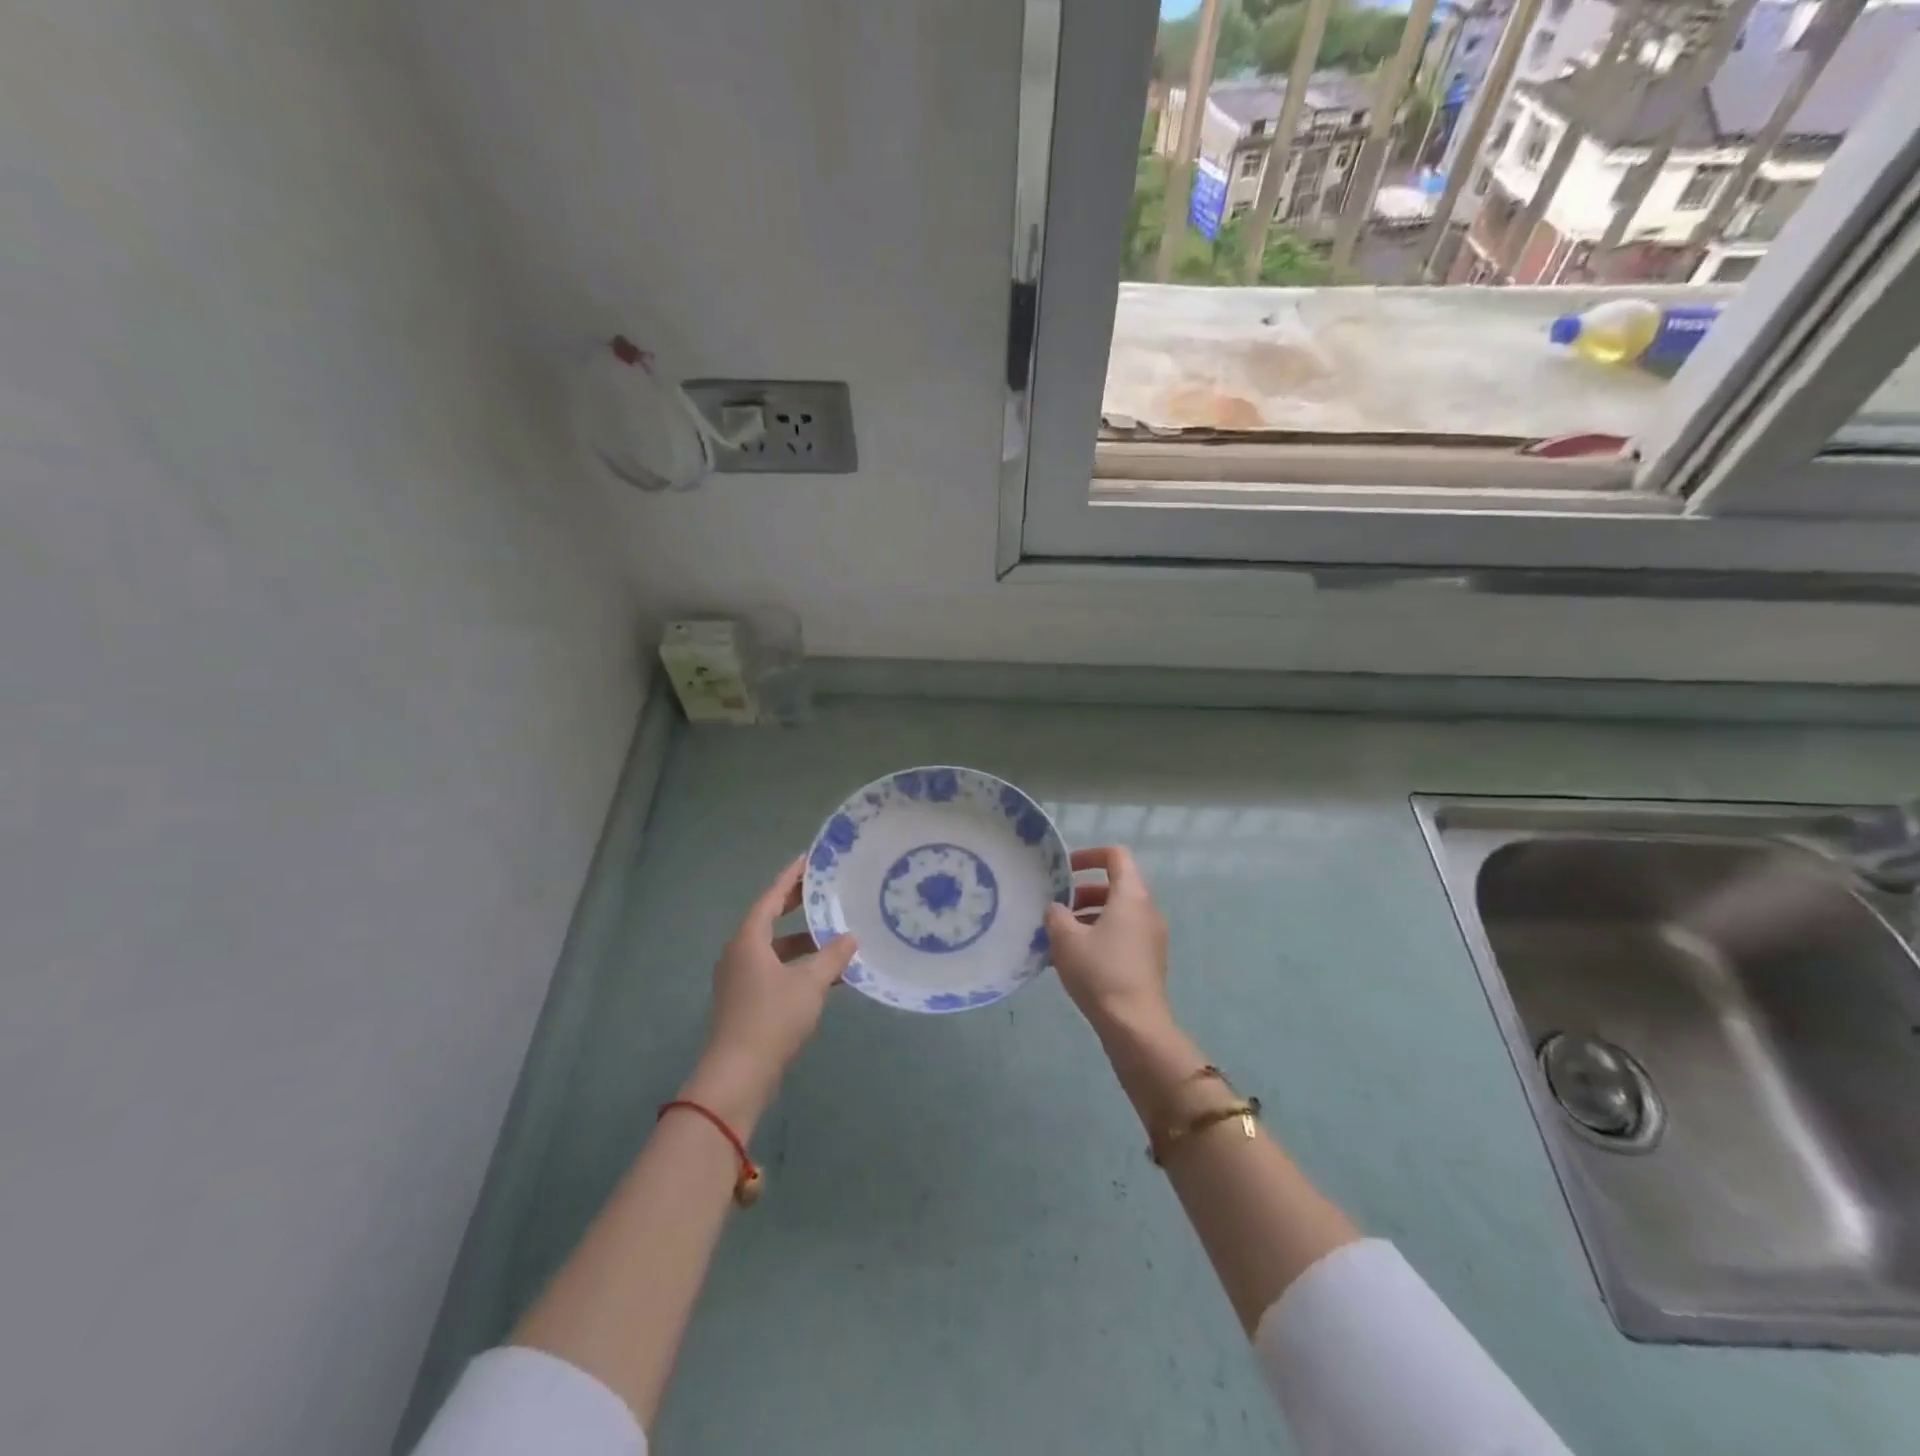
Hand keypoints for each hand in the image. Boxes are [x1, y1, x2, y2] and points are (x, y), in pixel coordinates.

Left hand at [683, 857, 856, 1130]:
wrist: (738, 1074)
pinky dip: (797, 965)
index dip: (791, 877)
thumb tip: (850, 937)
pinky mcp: (744, 1001)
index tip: (809, 860)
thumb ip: (832, 956)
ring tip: (834, 936)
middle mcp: (739, 953)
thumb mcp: (810, 983)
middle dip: (797, 905)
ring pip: (774, 948)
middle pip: (770, 919)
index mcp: (748, 940)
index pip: (771, 897)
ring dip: (802, 942)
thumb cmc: (772, 1018)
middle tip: (824, 890)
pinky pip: (774, 970)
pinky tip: (824, 975)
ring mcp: (739, 979)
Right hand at [1045, 845, 1170, 1036]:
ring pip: (1116, 914)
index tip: (1064, 870)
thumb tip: (1057, 909)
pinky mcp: (1148, 961)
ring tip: (1058, 936)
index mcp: (1131, 895)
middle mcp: (1147, 910)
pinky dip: (1098, 937)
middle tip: (1055, 908)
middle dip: (1081, 893)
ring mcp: (1151, 938)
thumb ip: (1056, 915)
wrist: (1134, 1026)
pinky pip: (1121, 936)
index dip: (1088, 855)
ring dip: (1087, 917)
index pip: (1115, 856)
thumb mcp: (1066, 938)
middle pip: (1114, 886)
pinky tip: (1073, 959)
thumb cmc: (1100, 972)